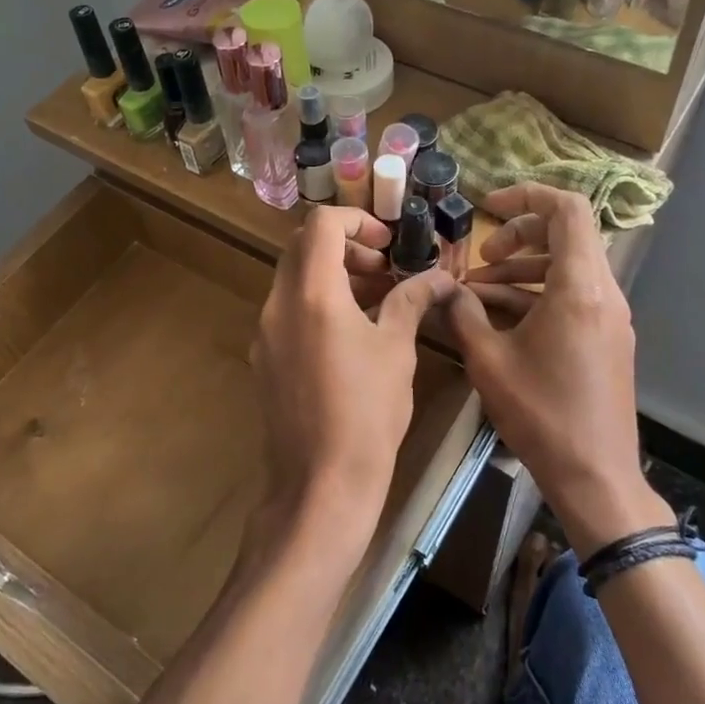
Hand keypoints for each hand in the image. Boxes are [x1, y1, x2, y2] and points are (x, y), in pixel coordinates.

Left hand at [247, 206, 455, 567]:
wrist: (321, 483)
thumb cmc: (367, 412)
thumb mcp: (397, 350)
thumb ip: (412, 301)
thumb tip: (440, 277)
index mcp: (311, 293)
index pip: (321, 224)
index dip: (357, 220)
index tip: (387, 245)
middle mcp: (278, 304)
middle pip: (303, 248)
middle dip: (346, 248)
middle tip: (384, 271)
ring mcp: (265, 333)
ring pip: (294, 281)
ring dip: (333, 277)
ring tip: (376, 302)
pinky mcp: (264, 360)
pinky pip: (288, 313)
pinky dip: (318, 305)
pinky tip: (351, 337)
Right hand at [446, 184, 672, 554]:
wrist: (595, 476)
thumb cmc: (541, 414)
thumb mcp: (488, 360)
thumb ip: (464, 313)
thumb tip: (446, 288)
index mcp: (580, 287)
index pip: (566, 209)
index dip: (526, 196)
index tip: (487, 206)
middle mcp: (603, 292)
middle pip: (566, 235)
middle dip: (518, 236)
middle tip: (482, 256)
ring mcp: (609, 316)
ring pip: (567, 267)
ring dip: (523, 269)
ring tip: (478, 290)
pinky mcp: (606, 338)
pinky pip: (572, 296)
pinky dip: (537, 295)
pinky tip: (499, 316)